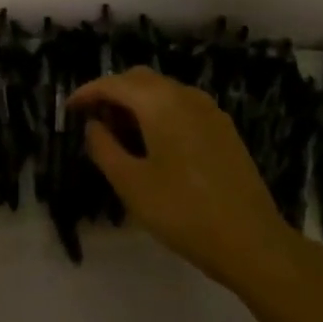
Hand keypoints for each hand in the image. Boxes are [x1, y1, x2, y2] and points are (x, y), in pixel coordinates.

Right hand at [68, 68, 322, 303]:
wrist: (253, 242)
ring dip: (137, 104)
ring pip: (162, 91)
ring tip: (122, 137)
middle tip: (94, 122)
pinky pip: (181, 106)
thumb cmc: (183, 211)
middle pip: (139, 79)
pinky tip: (155, 145)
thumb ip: (103, 147)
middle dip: (112, 94)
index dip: (87, 93)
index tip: (69, 109)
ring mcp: (209, 110)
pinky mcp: (223, 129)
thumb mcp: (130, 184)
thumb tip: (93, 126)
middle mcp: (184, 94)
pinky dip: (160, 114)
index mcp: (159, 102)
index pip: (113, 84)